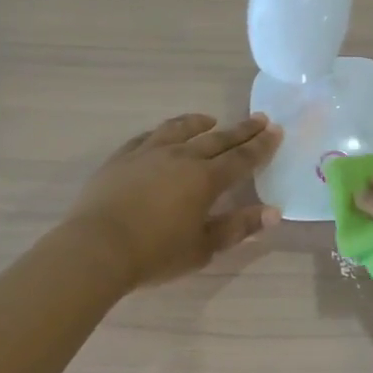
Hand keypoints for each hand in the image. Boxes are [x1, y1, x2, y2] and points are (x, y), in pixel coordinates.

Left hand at [65, 113, 282, 287]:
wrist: (96, 248)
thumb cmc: (155, 254)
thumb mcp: (203, 248)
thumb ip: (238, 227)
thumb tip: (273, 213)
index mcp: (206, 179)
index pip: (241, 158)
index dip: (261, 146)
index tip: (276, 131)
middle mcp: (181, 158)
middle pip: (217, 139)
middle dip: (241, 130)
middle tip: (259, 118)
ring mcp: (148, 153)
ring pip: (180, 130)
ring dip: (199, 123)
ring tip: (211, 120)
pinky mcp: (122, 158)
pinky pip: (147, 137)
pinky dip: (163, 132)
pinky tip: (164, 134)